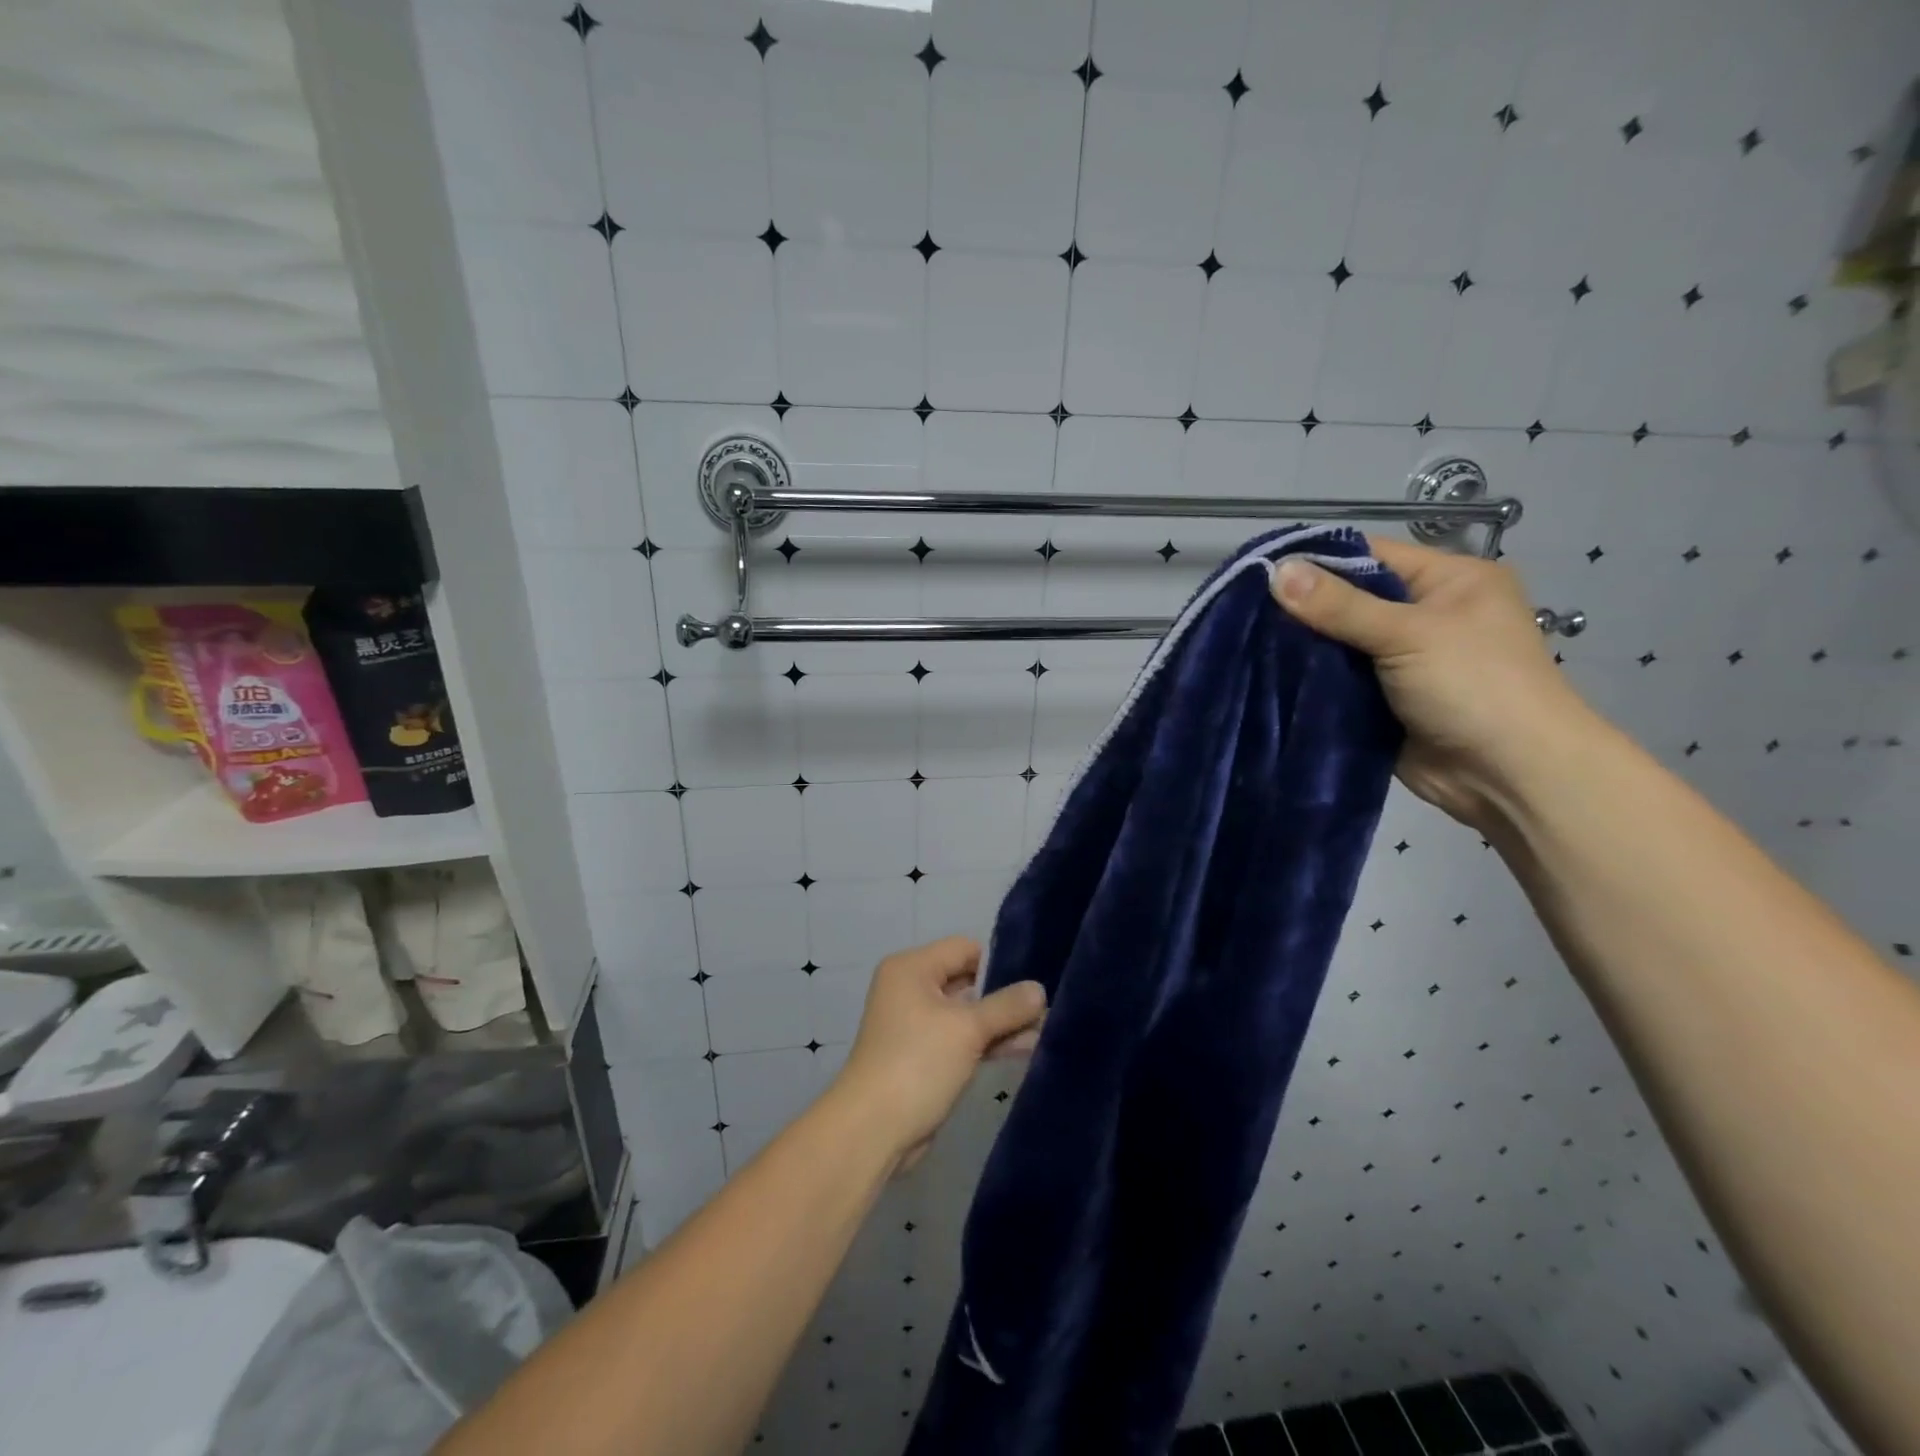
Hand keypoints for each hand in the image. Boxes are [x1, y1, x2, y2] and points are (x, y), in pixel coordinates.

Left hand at [829, 936, 1045, 1172]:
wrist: (872, 1130)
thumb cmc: (917, 1063)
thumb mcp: (967, 1029)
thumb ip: (1007, 1006)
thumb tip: (1039, 989)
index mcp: (912, 968)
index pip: (964, 949)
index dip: (998, 963)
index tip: (1033, 981)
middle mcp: (911, 989)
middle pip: (967, 980)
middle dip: (1005, 996)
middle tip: (1046, 1009)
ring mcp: (916, 1024)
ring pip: (967, 1014)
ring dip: (1000, 1024)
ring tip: (1044, 1031)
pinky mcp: (923, 1056)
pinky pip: (961, 1039)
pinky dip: (987, 1043)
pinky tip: (1024, 1049)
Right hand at [1270, 536, 1597, 830]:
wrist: (1509, 776)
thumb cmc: (1475, 687)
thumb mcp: (1409, 634)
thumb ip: (1340, 605)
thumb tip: (1276, 570)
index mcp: (1448, 580)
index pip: (1370, 555)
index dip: (1316, 560)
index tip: (1259, 570)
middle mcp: (1425, 614)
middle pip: (1349, 599)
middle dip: (1302, 607)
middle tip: (1244, 609)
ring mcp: (1402, 660)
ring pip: (1338, 643)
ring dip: (1302, 647)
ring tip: (1245, 640)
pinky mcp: (1383, 699)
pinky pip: (1338, 680)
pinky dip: (1310, 679)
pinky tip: (1267, 673)